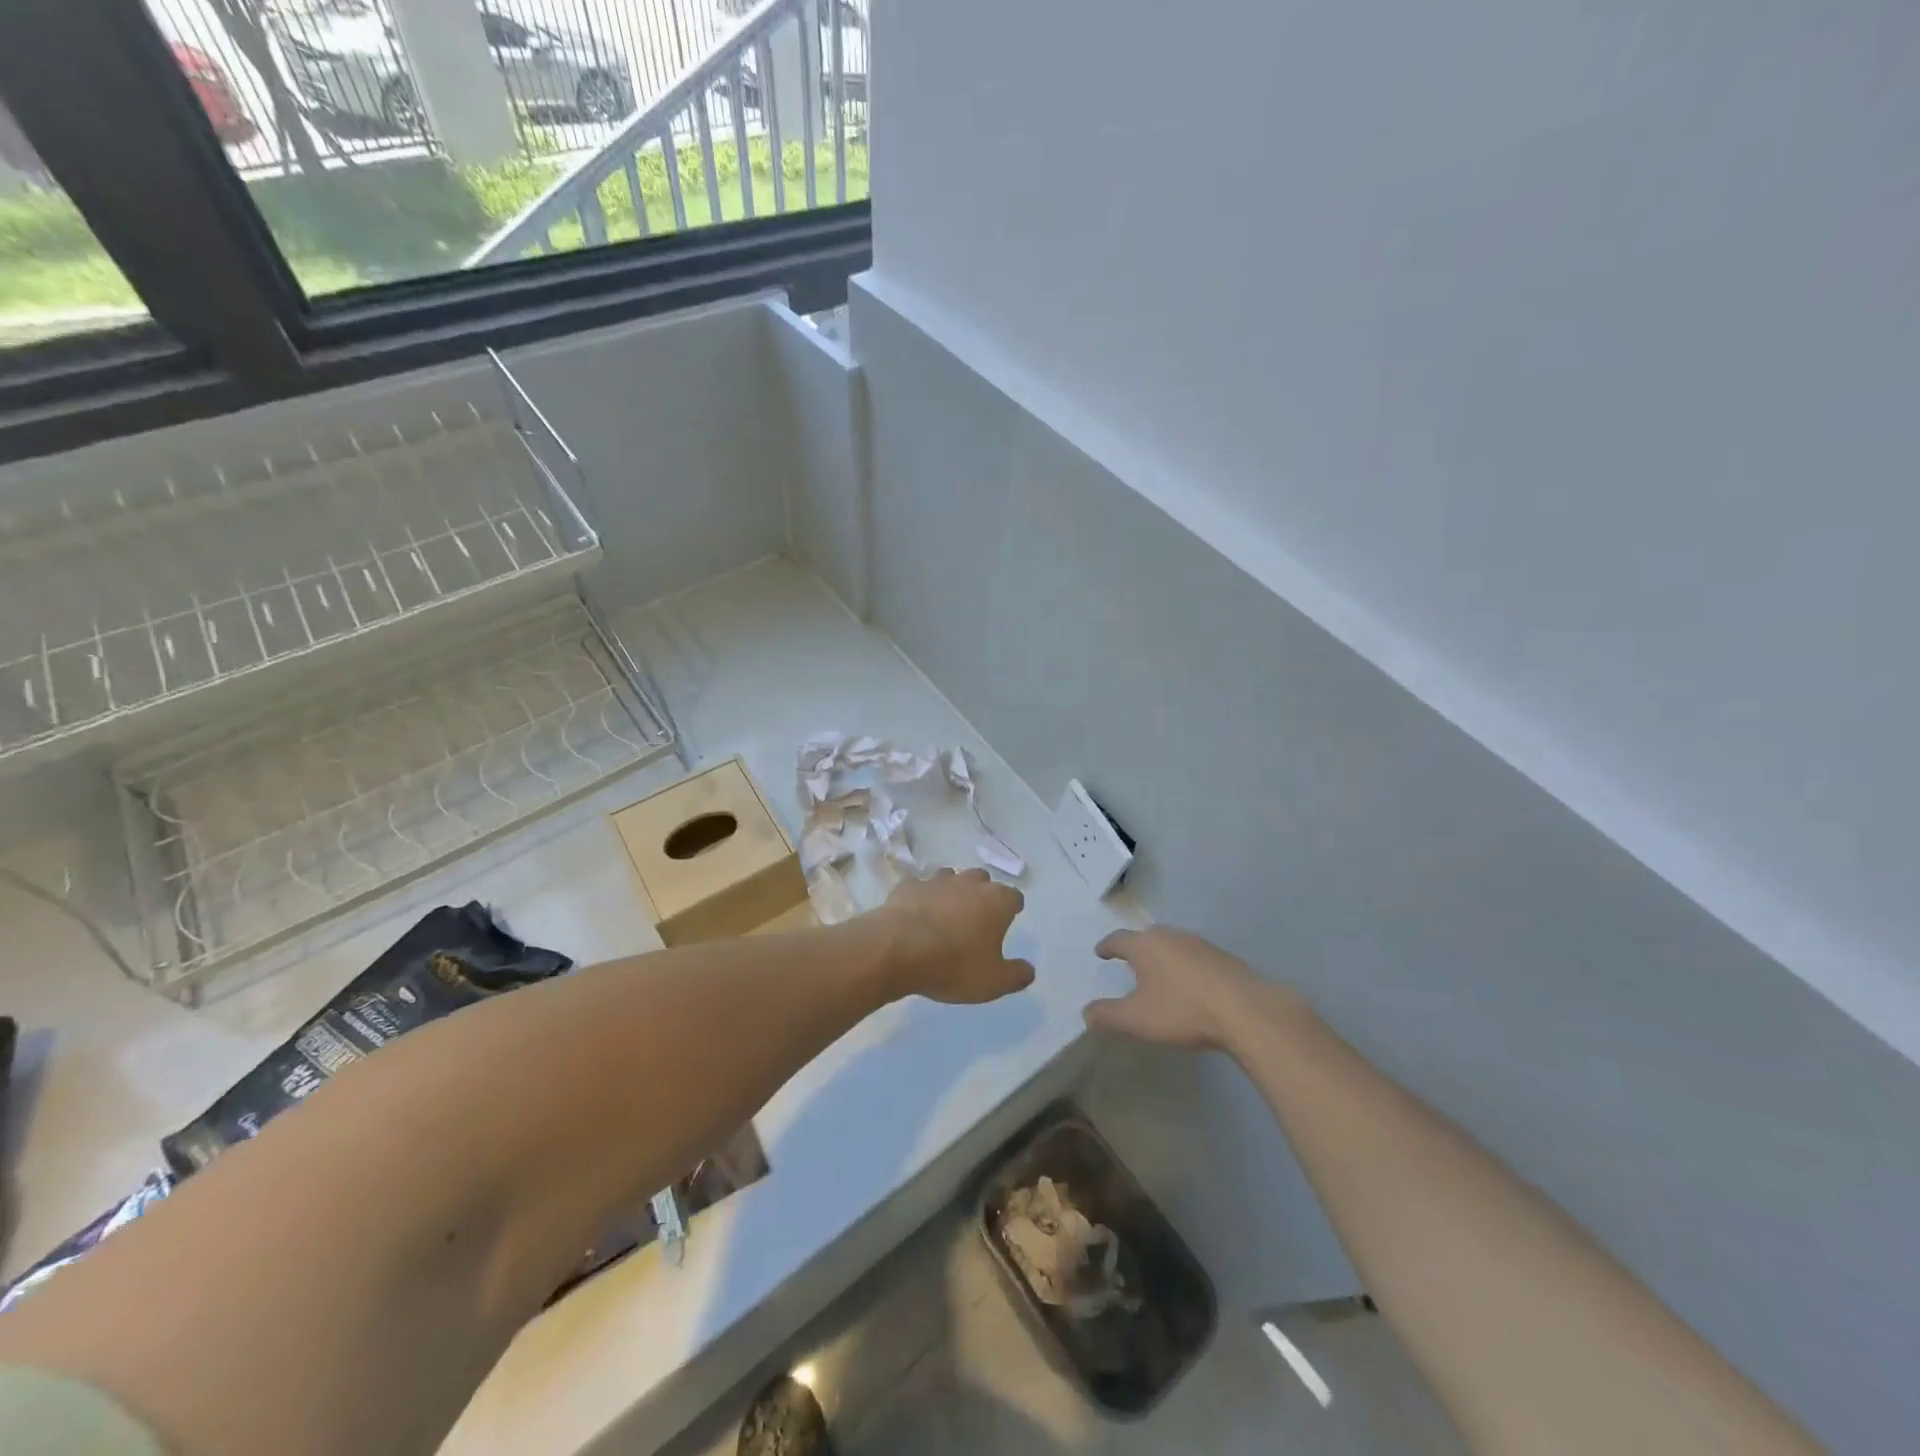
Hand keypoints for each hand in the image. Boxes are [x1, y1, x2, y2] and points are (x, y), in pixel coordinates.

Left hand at [874, 868, 1032, 1004]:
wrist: (898, 949)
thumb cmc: (953, 965)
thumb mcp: (993, 982)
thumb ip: (1016, 975)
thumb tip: (1029, 969)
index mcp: (997, 902)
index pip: (1014, 897)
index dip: (1012, 909)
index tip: (1008, 921)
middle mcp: (969, 883)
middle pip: (983, 880)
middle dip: (982, 894)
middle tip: (976, 918)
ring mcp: (937, 880)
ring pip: (951, 877)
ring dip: (952, 892)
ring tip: (946, 914)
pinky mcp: (909, 885)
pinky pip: (920, 886)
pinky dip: (922, 896)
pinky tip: (916, 913)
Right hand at [1086, 926, 1284, 1050]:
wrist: (1245, 1010)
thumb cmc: (1182, 1010)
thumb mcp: (1136, 1020)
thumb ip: (1107, 1016)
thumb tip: (1086, 1013)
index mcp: (1145, 945)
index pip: (1118, 939)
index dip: (1107, 947)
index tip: (1100, 952)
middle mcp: (1170, 936)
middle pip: (1146, 937)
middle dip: (1136, 948)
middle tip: (1128, 961)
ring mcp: (1200, 944)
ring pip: (1173, 944)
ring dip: (1163, 956)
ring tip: (1159, 972)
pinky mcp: (1223, 957)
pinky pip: (1194, 957)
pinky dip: (1185, 966)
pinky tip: (1190, 984)